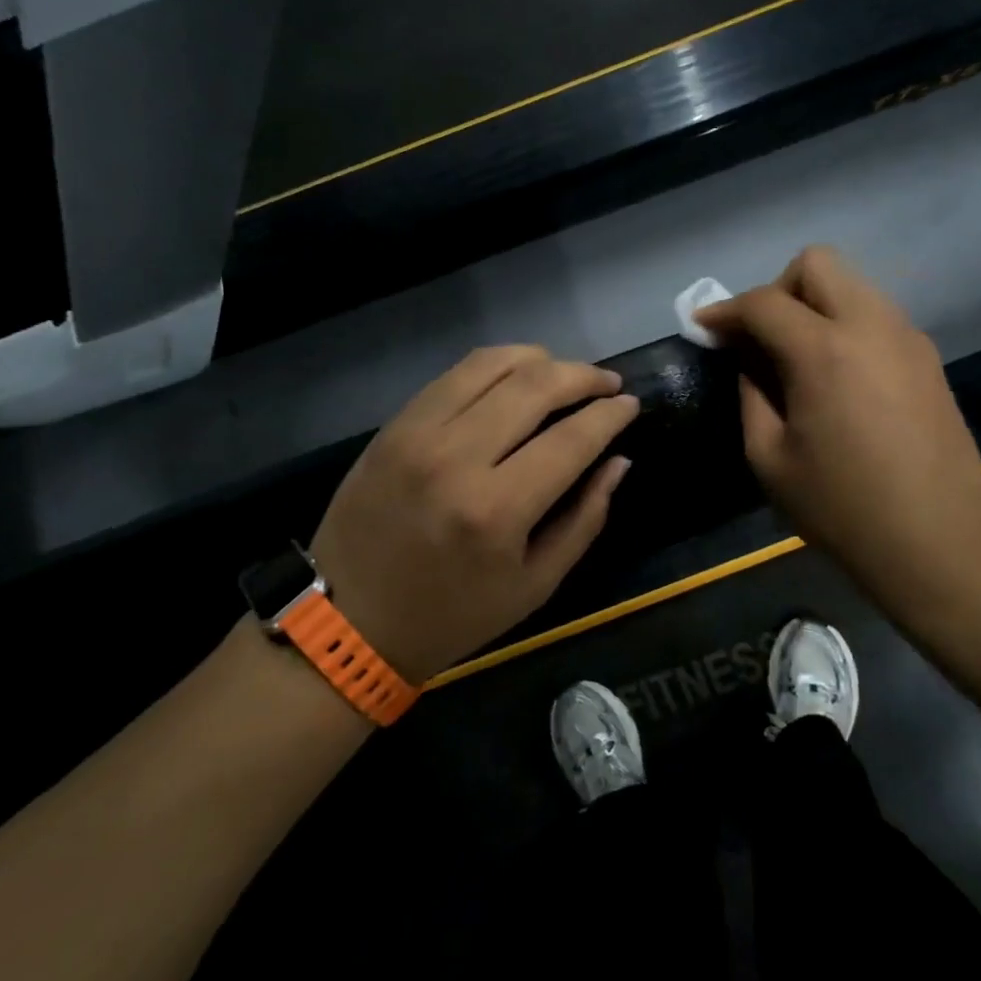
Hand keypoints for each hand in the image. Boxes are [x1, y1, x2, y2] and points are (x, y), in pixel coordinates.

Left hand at [308, 346, 638, 683]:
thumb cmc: (452, 616)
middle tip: (607, 383)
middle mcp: (456, 458)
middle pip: (535, 386)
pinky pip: (454, 374)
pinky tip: (516, 376)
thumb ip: (585, 518)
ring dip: (541, 359)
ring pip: (493, 364)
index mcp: (496, 511)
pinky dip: (496, 365)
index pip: (571, 439)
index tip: (631, 404)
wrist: (348, 622)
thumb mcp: (535, 585)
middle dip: (583, 376)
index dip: (610, 414)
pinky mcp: (393, 425)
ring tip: (565, 373)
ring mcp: (418, 434)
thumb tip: (618, 460)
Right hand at [695, 247, 980, 602]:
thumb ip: (751, 396)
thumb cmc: (844, 508)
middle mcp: (871, 325)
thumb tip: (750, 361)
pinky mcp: (928, 356)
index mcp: (825, 351)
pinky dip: (845, 325)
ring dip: (814, 305)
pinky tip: (838, 376)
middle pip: (816, 264)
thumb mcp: (770, 458)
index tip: (703, 328)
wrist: (941, 541)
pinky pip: (875, 315)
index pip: (764, 302)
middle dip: (777, 290)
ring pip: (851, 284)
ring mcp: (907, 337)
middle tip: (761, 339)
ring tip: (798, 359)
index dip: (725, 311)